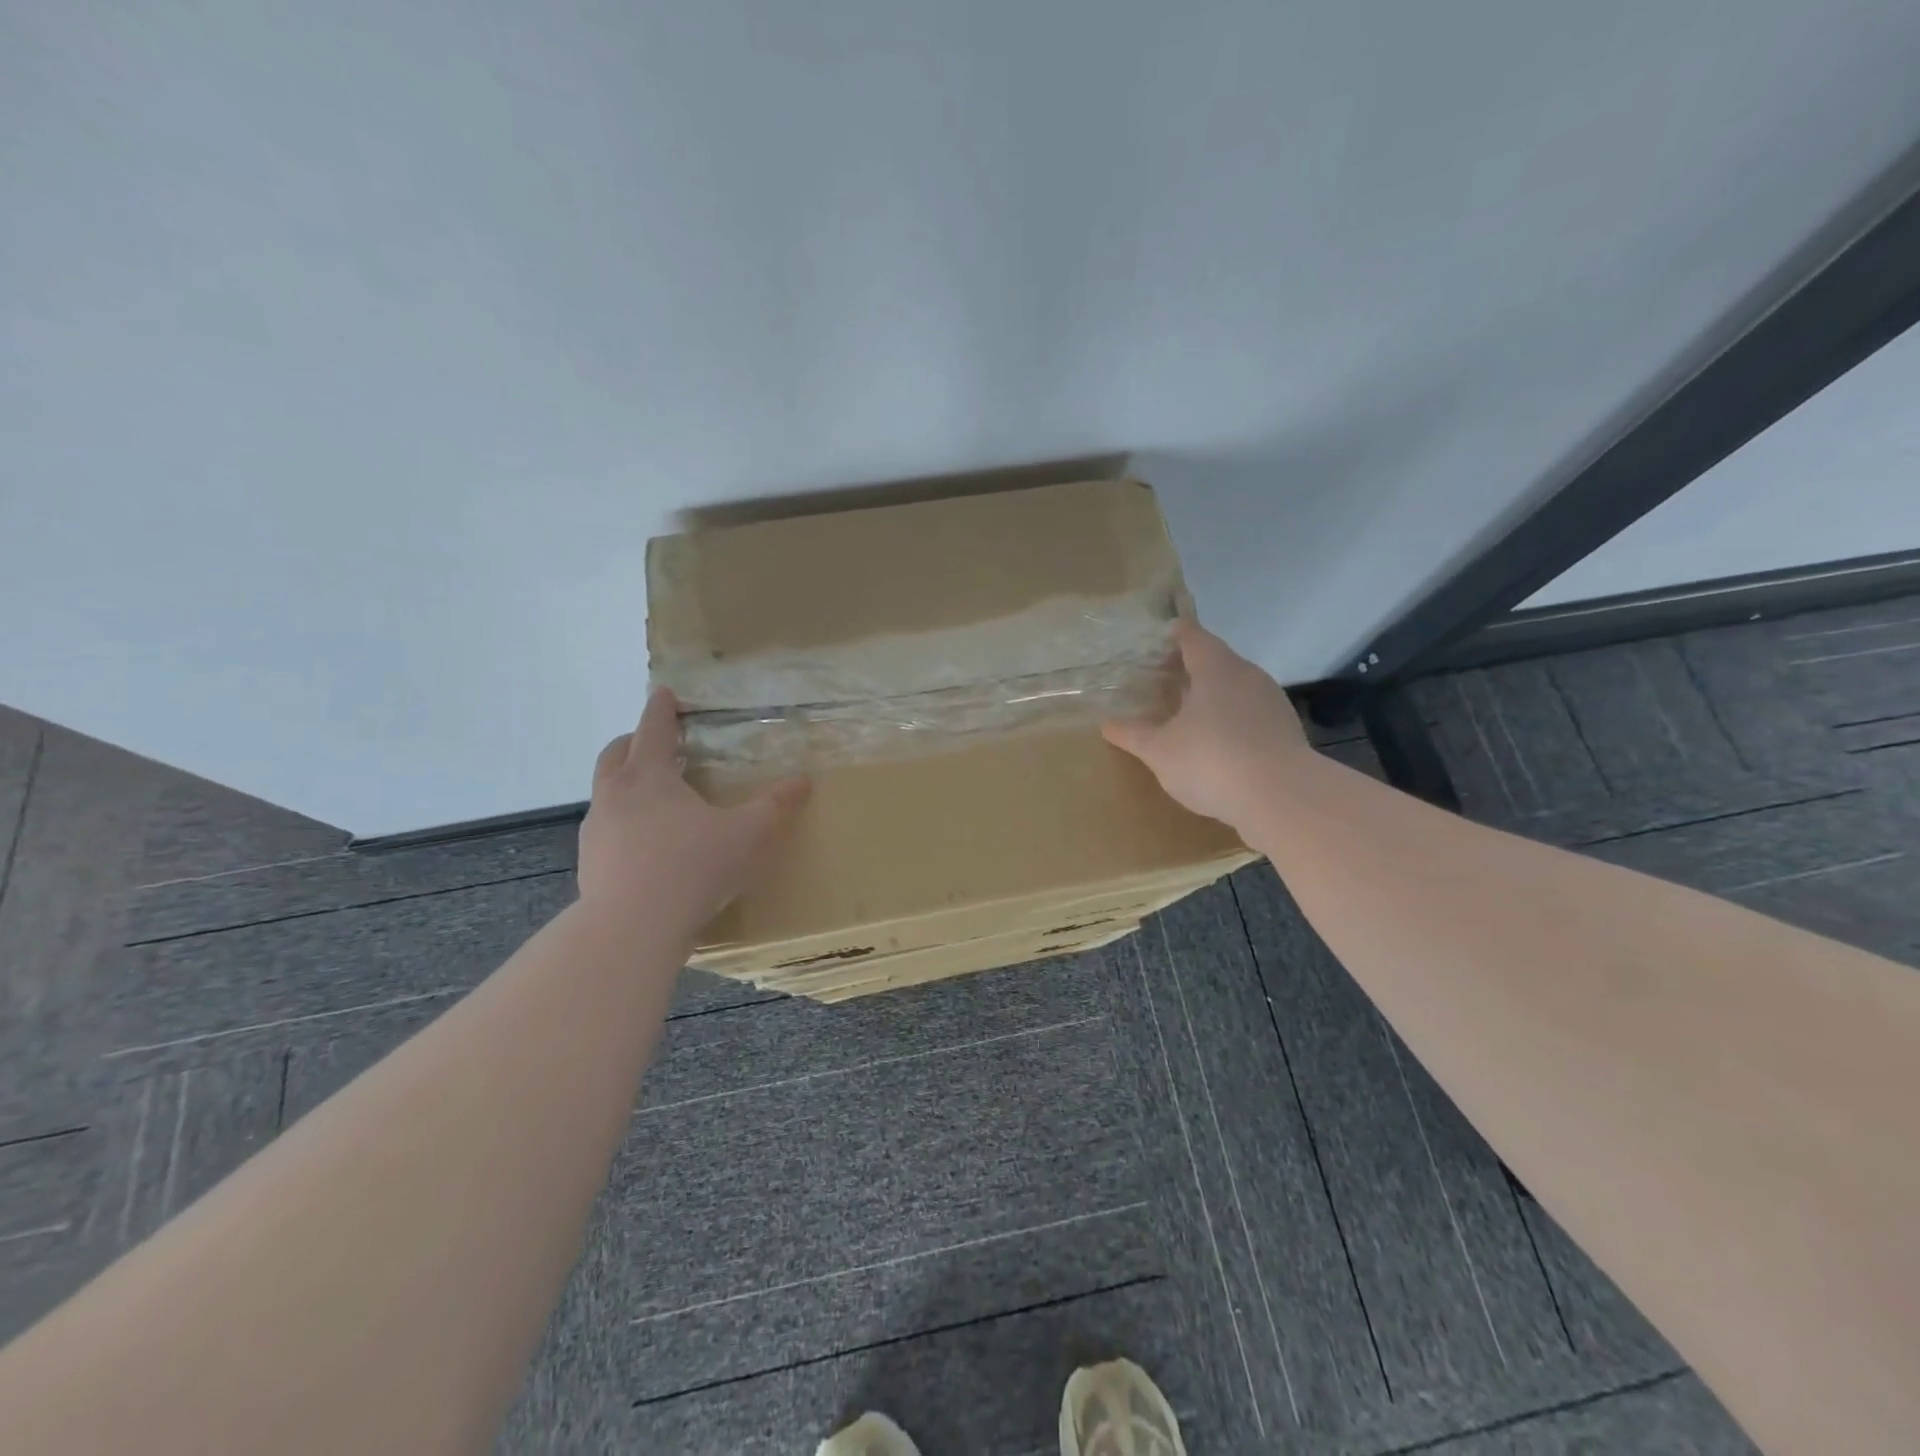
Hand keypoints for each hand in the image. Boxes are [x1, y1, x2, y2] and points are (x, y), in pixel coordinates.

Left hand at [578, 689, 808, 923]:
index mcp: (650, 776)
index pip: (654, 729)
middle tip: (656, 742)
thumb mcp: (746, 834)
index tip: (664, 692)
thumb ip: (774, 806)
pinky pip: (606, 830)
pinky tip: (646, 846)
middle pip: (616, 753)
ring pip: (606, 792)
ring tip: (654, 799)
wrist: (632, 926)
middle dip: (634, 742)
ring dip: (625, 783)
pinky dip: (623, 823)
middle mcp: (616, 794)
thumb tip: (803, 781)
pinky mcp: (590, 863)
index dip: (662, 708)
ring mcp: (597, 830)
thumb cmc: (693, 866)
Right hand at [1102, 619, 1309, 830]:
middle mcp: (1248, 676)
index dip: (1177, 634)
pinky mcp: (1287, 731)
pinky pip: (1252, 714)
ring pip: (1238, 687)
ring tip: (1191, 713)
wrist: (1283, 798)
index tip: (1162, 636)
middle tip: (1167, 679)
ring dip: (1215, 695)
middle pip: (1218, 660)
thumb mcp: (1160, 751)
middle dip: (1193, 667)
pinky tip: (1220, 744)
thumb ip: (1134, 735)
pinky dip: (1234, 719)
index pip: (1194, 637)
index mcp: (1216, 669)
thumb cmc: (1212, 761)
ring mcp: (1272, 702)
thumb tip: (1107, 725)